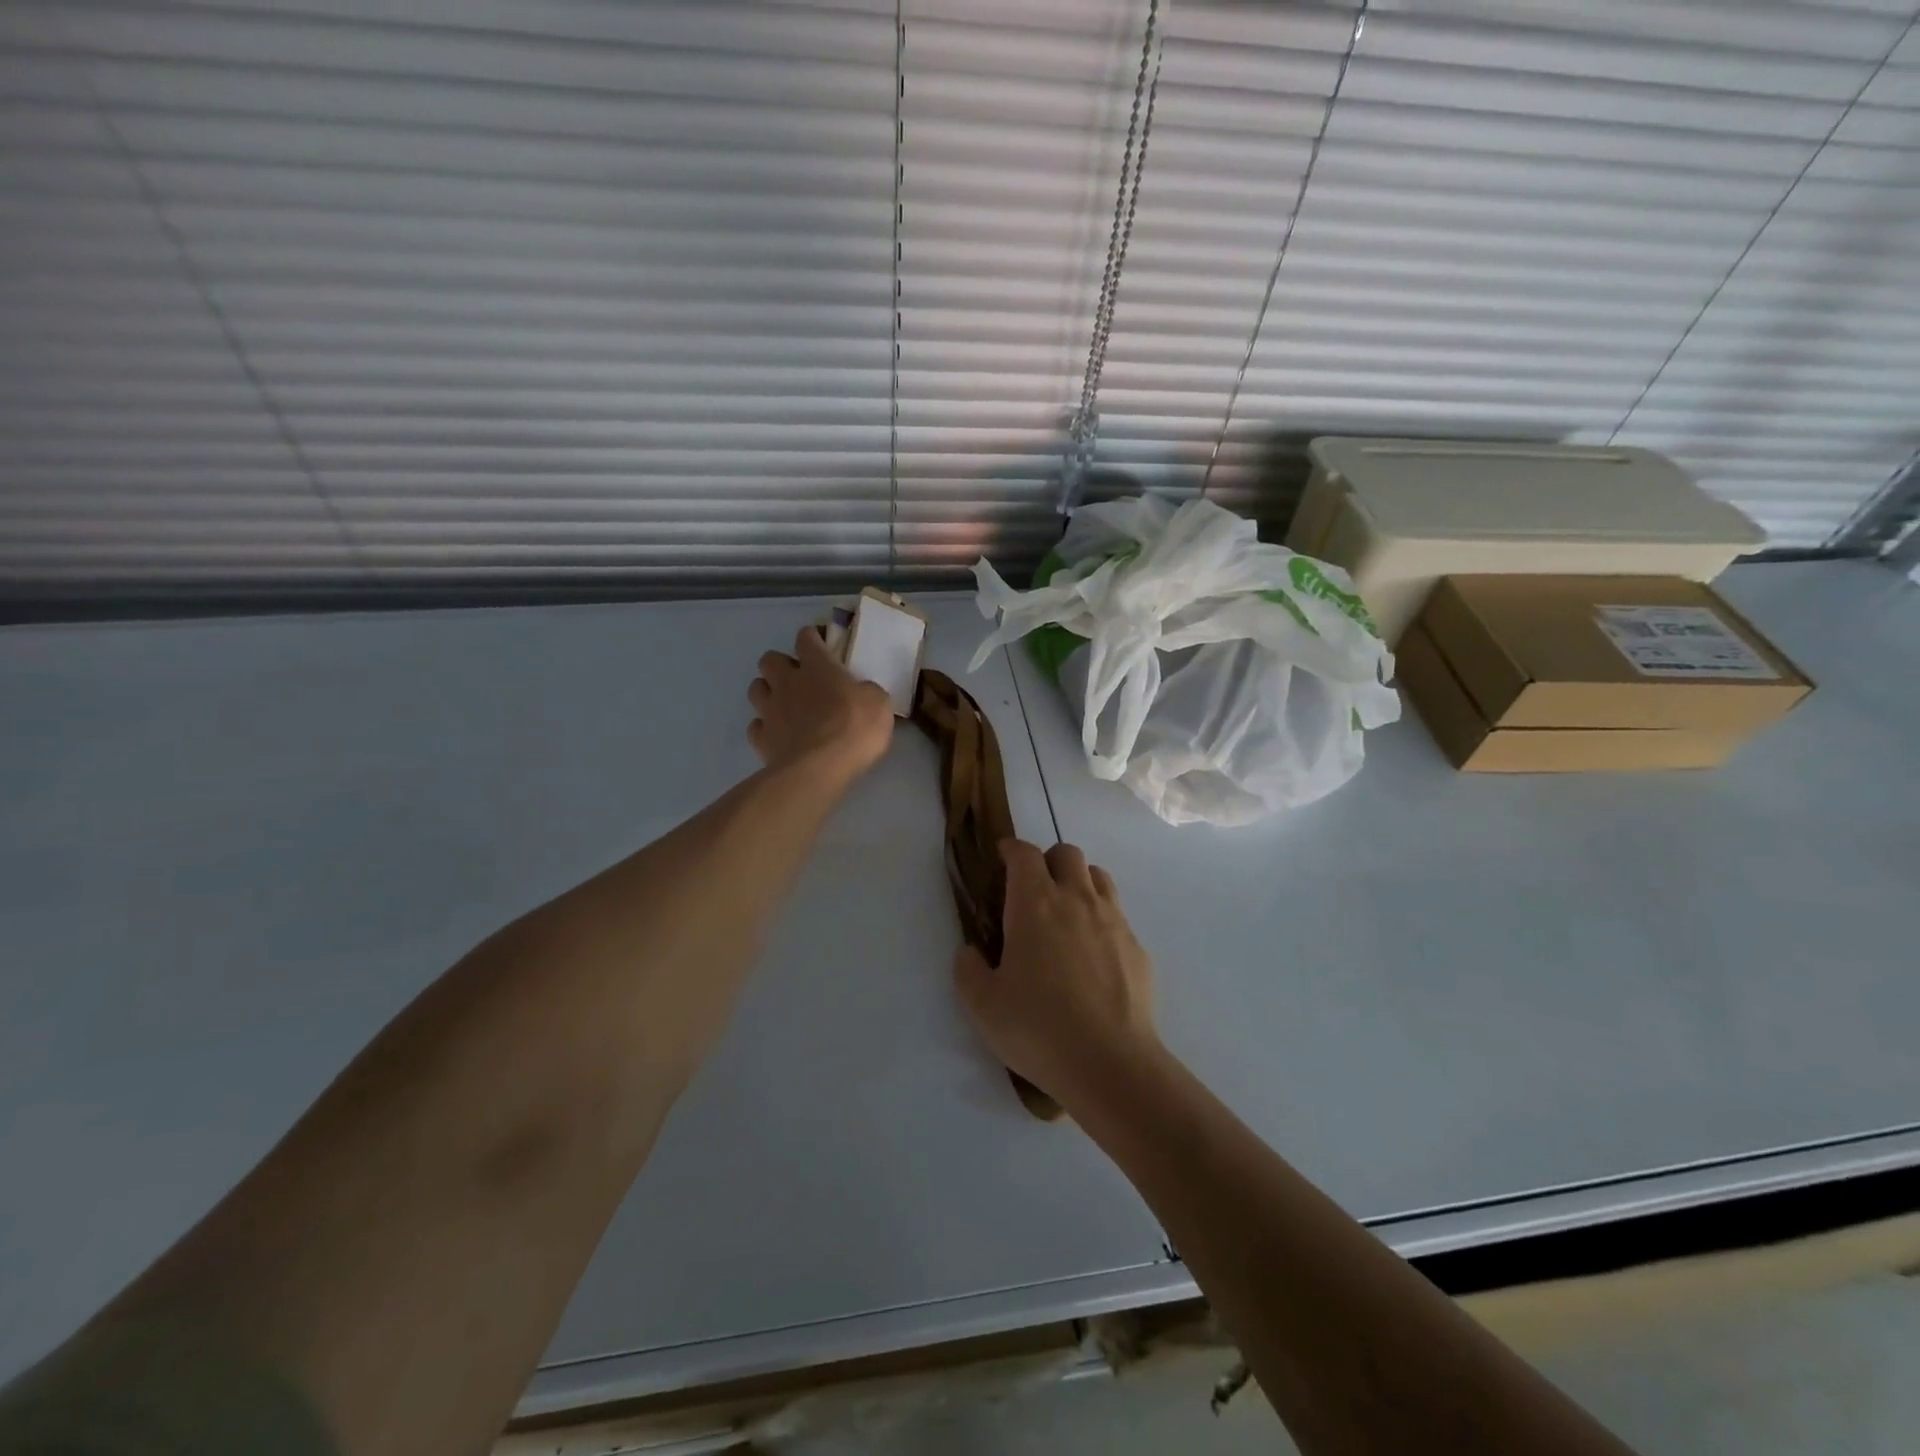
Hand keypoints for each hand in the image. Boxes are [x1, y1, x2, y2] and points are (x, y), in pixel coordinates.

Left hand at [748, 626, 894, 780]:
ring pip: (756, 688)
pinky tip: (778, 735)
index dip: (812, 638)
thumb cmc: (854, 729)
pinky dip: (765, 728)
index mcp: (817, 667)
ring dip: (768, 692)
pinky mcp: (761, 739)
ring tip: (785, 705)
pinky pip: (756, 726)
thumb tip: (860, 691)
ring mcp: (770, 710)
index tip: (822, 646)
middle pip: (769, 659)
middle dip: (781, 665)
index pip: (806, 638)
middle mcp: (787, 682)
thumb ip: (866, 691)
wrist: (819, 769)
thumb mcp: (879, 704)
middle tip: (800, 679)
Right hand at [952, 840, 1160, 1106]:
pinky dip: (1101, 918)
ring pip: (1098, 877)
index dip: (1011, 850)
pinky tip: (1092, 954)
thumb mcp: (983, 1005)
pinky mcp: (1137, 947)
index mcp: (1035, 904)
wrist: (1110, 1063)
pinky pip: (1117, 914)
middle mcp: (1076, 900)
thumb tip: (970, 950)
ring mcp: (1112, 920)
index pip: (1024, 854)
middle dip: (1047, 861)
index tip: (1002, 859)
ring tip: (1065, 914)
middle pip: (1066, 853)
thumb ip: (968, 969)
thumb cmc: (1038, 1028)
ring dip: (1079, 882)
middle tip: (1032, 891)